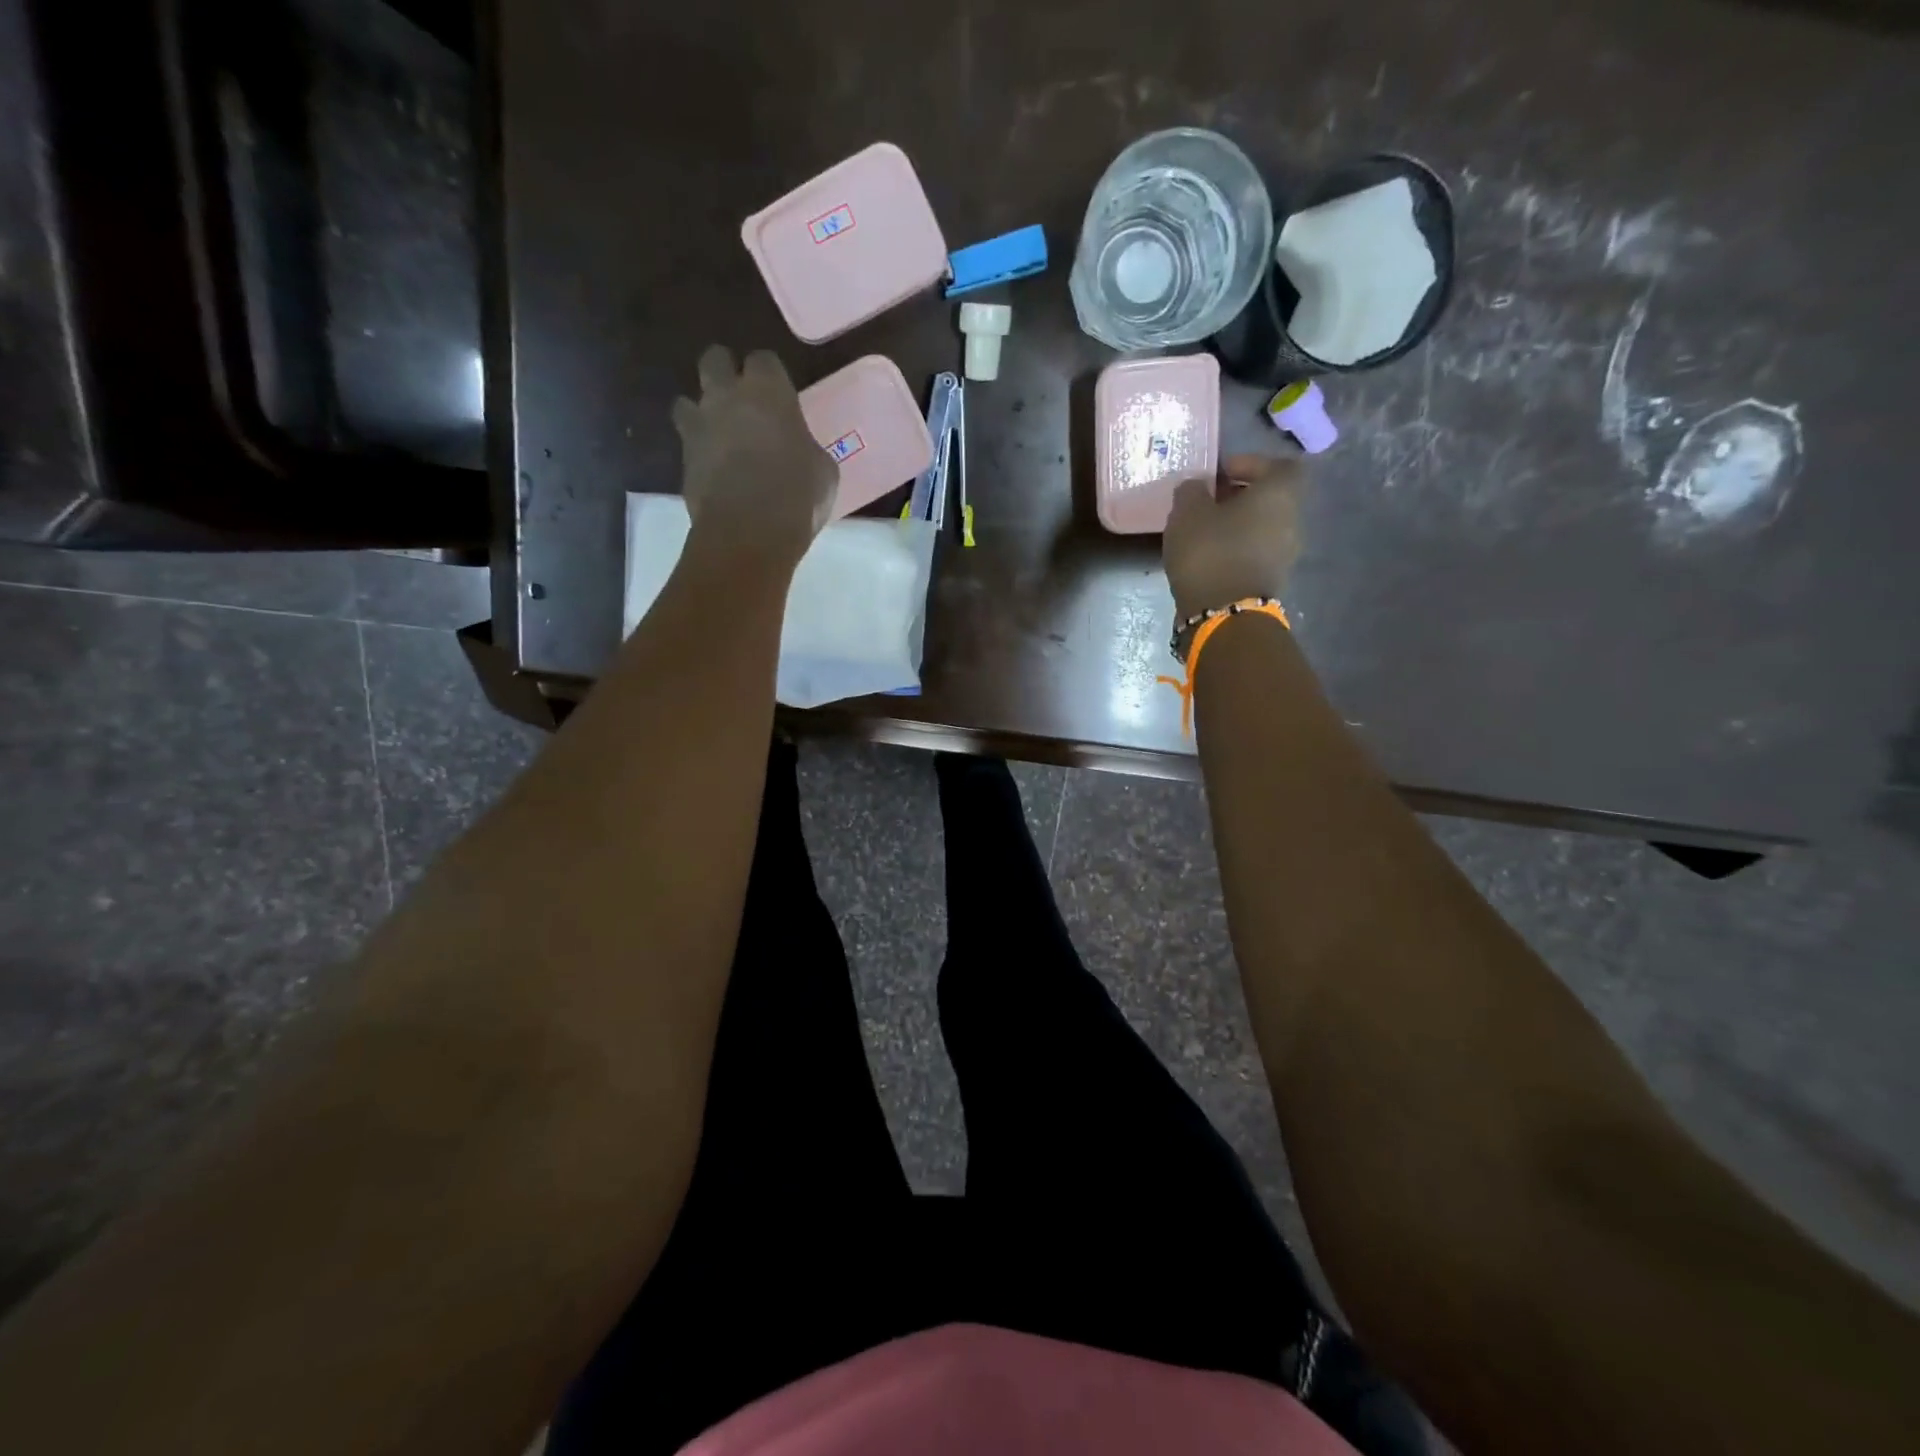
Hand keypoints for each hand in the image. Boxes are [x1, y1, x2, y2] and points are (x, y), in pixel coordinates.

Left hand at [672, 345, 837, 568]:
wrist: (750, 532)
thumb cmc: (798, 495)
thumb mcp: (823, 470)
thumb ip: (805, 446)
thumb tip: (799, 450)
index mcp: (768, 392)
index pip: (764, 360)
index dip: (770, 375)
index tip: (779, 394)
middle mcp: (727, 396)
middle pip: (714, 360)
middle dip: (725, 372)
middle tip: (741, 398)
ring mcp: (700, 426)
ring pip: (687, 400)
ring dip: (701, 412)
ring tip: (719, 434)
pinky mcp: (683, 458)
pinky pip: (686, 442)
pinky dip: (698, 450)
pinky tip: (714, 468)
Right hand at [1163, 454, 1306, 618]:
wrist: (1223, 614)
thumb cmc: (1210, 552)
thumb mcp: (1188, 512)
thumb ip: (1192, 491)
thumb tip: (1197, 486)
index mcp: (1279, 494)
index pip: (1279, 465)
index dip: (1251, 463)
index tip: (1221, 472)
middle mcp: (1292, 520)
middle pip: (1270, 498)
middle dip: (1239, 496)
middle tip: (1206, 502)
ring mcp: (1285, 553)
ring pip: (1262, 526)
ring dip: (1236, 524)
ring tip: (1203, 532)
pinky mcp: (1271, 579)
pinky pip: (1255, 552)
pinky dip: (1236, 548)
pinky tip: (1209, 556)